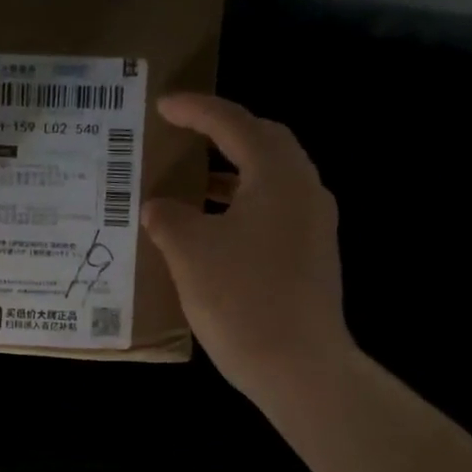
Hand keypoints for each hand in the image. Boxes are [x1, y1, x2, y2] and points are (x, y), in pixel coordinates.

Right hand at [144, 94, 354, 397]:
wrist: (298, 366)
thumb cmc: (241, 299)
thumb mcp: (190, 253)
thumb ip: (168, 218)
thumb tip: (158, 207)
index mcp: (277, 176)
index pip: (234, 125)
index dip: (197, 110)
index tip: (164, 105)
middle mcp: (304, 190)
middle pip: (265, 143)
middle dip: (225, 134)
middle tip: (187, 135)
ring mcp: (314, 225)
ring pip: (271, 181)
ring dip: (233, 174)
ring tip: (193, 182)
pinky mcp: (311, 257)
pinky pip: (274, 213)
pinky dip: (242, 207)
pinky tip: (214, 232)